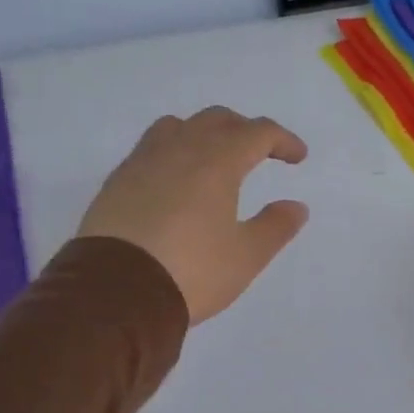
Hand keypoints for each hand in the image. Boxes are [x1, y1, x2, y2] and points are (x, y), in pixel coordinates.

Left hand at [77, 107, 309, 324]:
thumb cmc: (192, 271)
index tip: (297, 158)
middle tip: (260, 153)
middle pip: (217, 120)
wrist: (116, 292)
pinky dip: (173, 151)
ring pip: (178, 126)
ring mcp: (143, 162)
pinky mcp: (117, 181)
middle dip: (245, 130)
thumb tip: (296, 206)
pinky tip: (175, 181)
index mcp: (217, 162)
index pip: (257, 133)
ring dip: (204, 133)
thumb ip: (275, 227)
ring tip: (213, 159)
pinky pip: (150, 148)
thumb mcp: (246, 256)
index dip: (282, 140)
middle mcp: (179, 150)